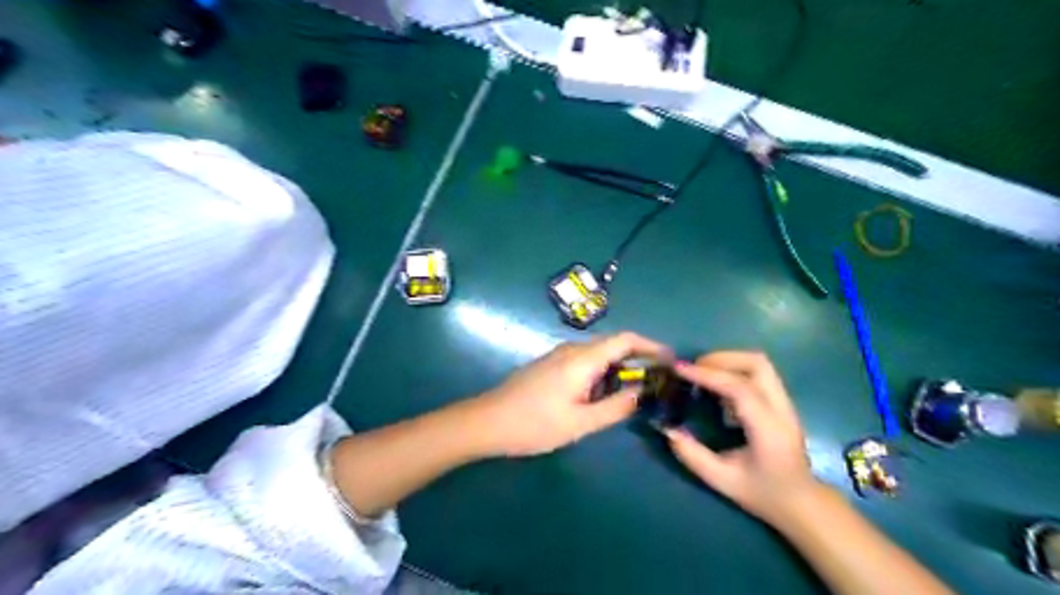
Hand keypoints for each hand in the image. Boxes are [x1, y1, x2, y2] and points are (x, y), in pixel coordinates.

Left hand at [474, 333, 668, 457]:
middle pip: (613, 346)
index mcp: (582, 359)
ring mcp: (558, 356)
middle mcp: (572, 349)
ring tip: (632, 395)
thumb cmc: (534, 424)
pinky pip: (584, 363)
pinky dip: (600, 375)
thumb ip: (615, 407)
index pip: (626, 339)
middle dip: (638, 361)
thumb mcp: (580, 423)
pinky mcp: (550, 365)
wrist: (487, 422)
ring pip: (598, 356)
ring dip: (618, 370)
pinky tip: (600, 398)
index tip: (671, 360)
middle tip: (656, 384)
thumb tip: (642, 393)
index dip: (652, 346)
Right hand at [659, 351, 817, 523]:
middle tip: (693, 369)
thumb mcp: (723, 481)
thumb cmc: (763, 494)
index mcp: (768, 429)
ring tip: (703, 372)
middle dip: (721, 359)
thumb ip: (693, 456)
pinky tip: (718, 385)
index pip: (740, 388)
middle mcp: (781, 409)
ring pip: (760, 363)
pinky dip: (735, 369)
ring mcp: (785, 403)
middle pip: (756, 364)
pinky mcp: (782, 401)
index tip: (680, 369)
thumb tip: (667, 429)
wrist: (802, 503)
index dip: (707, 375)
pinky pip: (759, 372)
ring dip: (729, 360)